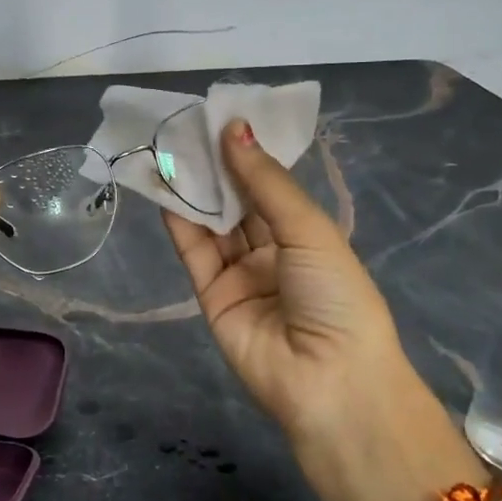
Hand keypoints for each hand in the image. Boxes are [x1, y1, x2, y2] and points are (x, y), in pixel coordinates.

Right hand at [162, 121, 475, 500]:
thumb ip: (266, 183)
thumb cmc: (337, 297)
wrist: (329, 383)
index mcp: (308, 236)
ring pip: (212, 224)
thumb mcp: (310, 231)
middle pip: (238, 203)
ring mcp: (241, 275)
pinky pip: (195, 252)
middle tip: (186, 126)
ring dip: (193, 188)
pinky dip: (179, 221)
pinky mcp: (212, 296)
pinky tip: (164, 186)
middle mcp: (273, 253)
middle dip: (215, 167)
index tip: (221, 117)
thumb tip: (235, 130)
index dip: (248, 154)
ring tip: (168, 147)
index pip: (271, 187)